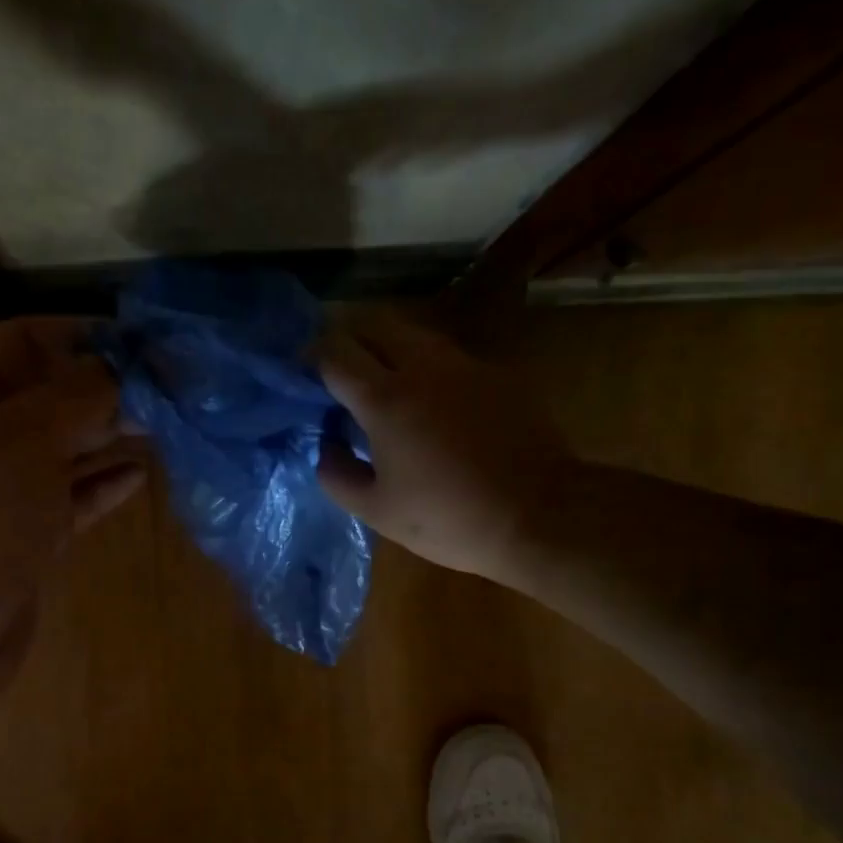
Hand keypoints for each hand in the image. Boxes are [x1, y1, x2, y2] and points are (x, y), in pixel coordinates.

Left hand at [0, 318, 145, 736]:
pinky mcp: (23, 541)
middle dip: (104, 389)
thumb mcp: (20, 441)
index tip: (141, 342)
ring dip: (109, 437)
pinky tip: (139, 475)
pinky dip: (102, 486)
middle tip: (168, 389)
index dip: (79, 335)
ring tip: (164, 426)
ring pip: (63, 451)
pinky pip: (69, 500)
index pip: (21, 342)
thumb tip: (120, 371)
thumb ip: (76, 399)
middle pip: (47, 398)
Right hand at [315, 309, 570, 584]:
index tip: (302, 374)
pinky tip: (429, 402)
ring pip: (413, 334)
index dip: (311, 357)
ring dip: (386, 348)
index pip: (335, 352)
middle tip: (337, 371)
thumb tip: (327, 445)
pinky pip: (447, 356)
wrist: (540, 515)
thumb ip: (337, 474)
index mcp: (385, 398)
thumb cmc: (448, 518)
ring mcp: (465, 365)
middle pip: (373, 324)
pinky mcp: (496, 375)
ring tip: (381, 384)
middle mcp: (423, 366)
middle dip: (347, 339)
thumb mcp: (377, 510)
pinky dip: (424, 367)